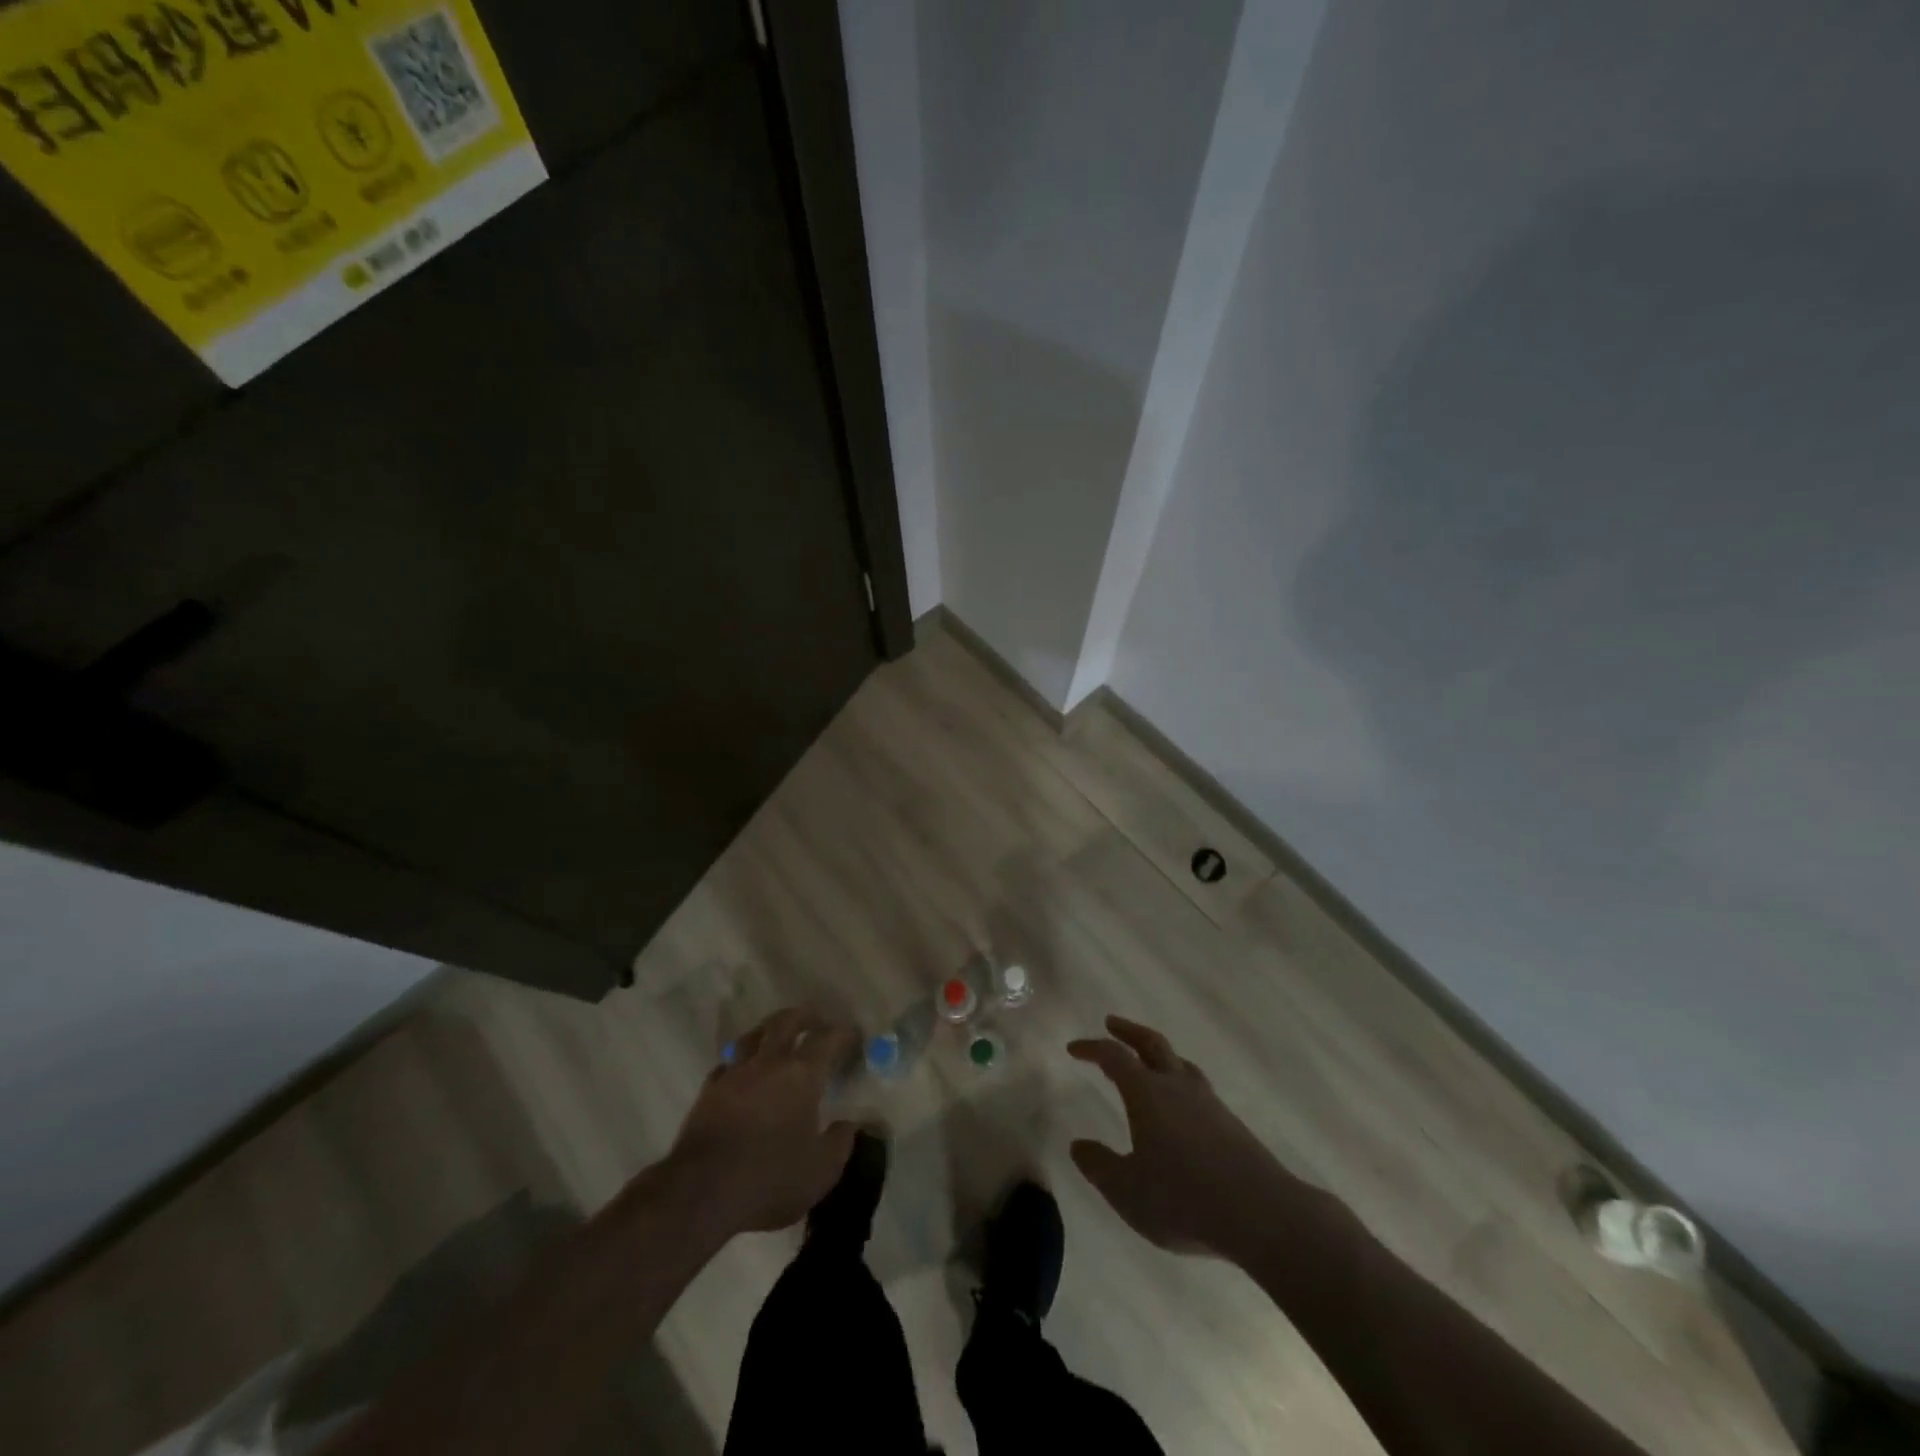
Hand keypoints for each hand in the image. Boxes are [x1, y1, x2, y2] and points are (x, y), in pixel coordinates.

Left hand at [666, 1006, 858, 1236]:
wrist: (701, 1193)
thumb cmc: (770, 1179)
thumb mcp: (821, 1171)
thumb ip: (840, 1142)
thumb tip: (848, 1124)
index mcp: (801, 1074)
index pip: (827, 1039)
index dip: (842, 1034)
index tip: (853, 1036)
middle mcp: (768, 1063)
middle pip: (786, 1022)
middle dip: (805, 1017)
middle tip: (816, 1022)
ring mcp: (734, 1074)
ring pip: (752, 1036)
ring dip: (769, 1031)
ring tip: (777, 1039)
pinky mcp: (708, 1092)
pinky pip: (727, 1065)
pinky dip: (739, 1063)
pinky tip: (743, 1075)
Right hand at [1069, 1015, 1303, 1259]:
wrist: (1263, 1214)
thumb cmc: (1184, 1199)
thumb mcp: (1128, 1191)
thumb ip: (1099, 1166)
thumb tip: (1078, 1145)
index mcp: (1147, 1093)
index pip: (1114, 1057)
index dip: (1091, 1048)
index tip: (1073, 1048)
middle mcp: (1177, 1087)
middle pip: (1152, 1044)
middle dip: (1129, 1031)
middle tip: (1111, 1023)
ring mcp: (1209, 1103)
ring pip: (1180, 1064)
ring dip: (1159, 1055)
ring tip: (1149, 1061)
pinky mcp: (1231, 1124)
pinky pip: (1198, 1089)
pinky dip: (1181, 1083)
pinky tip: (1182, 1106)